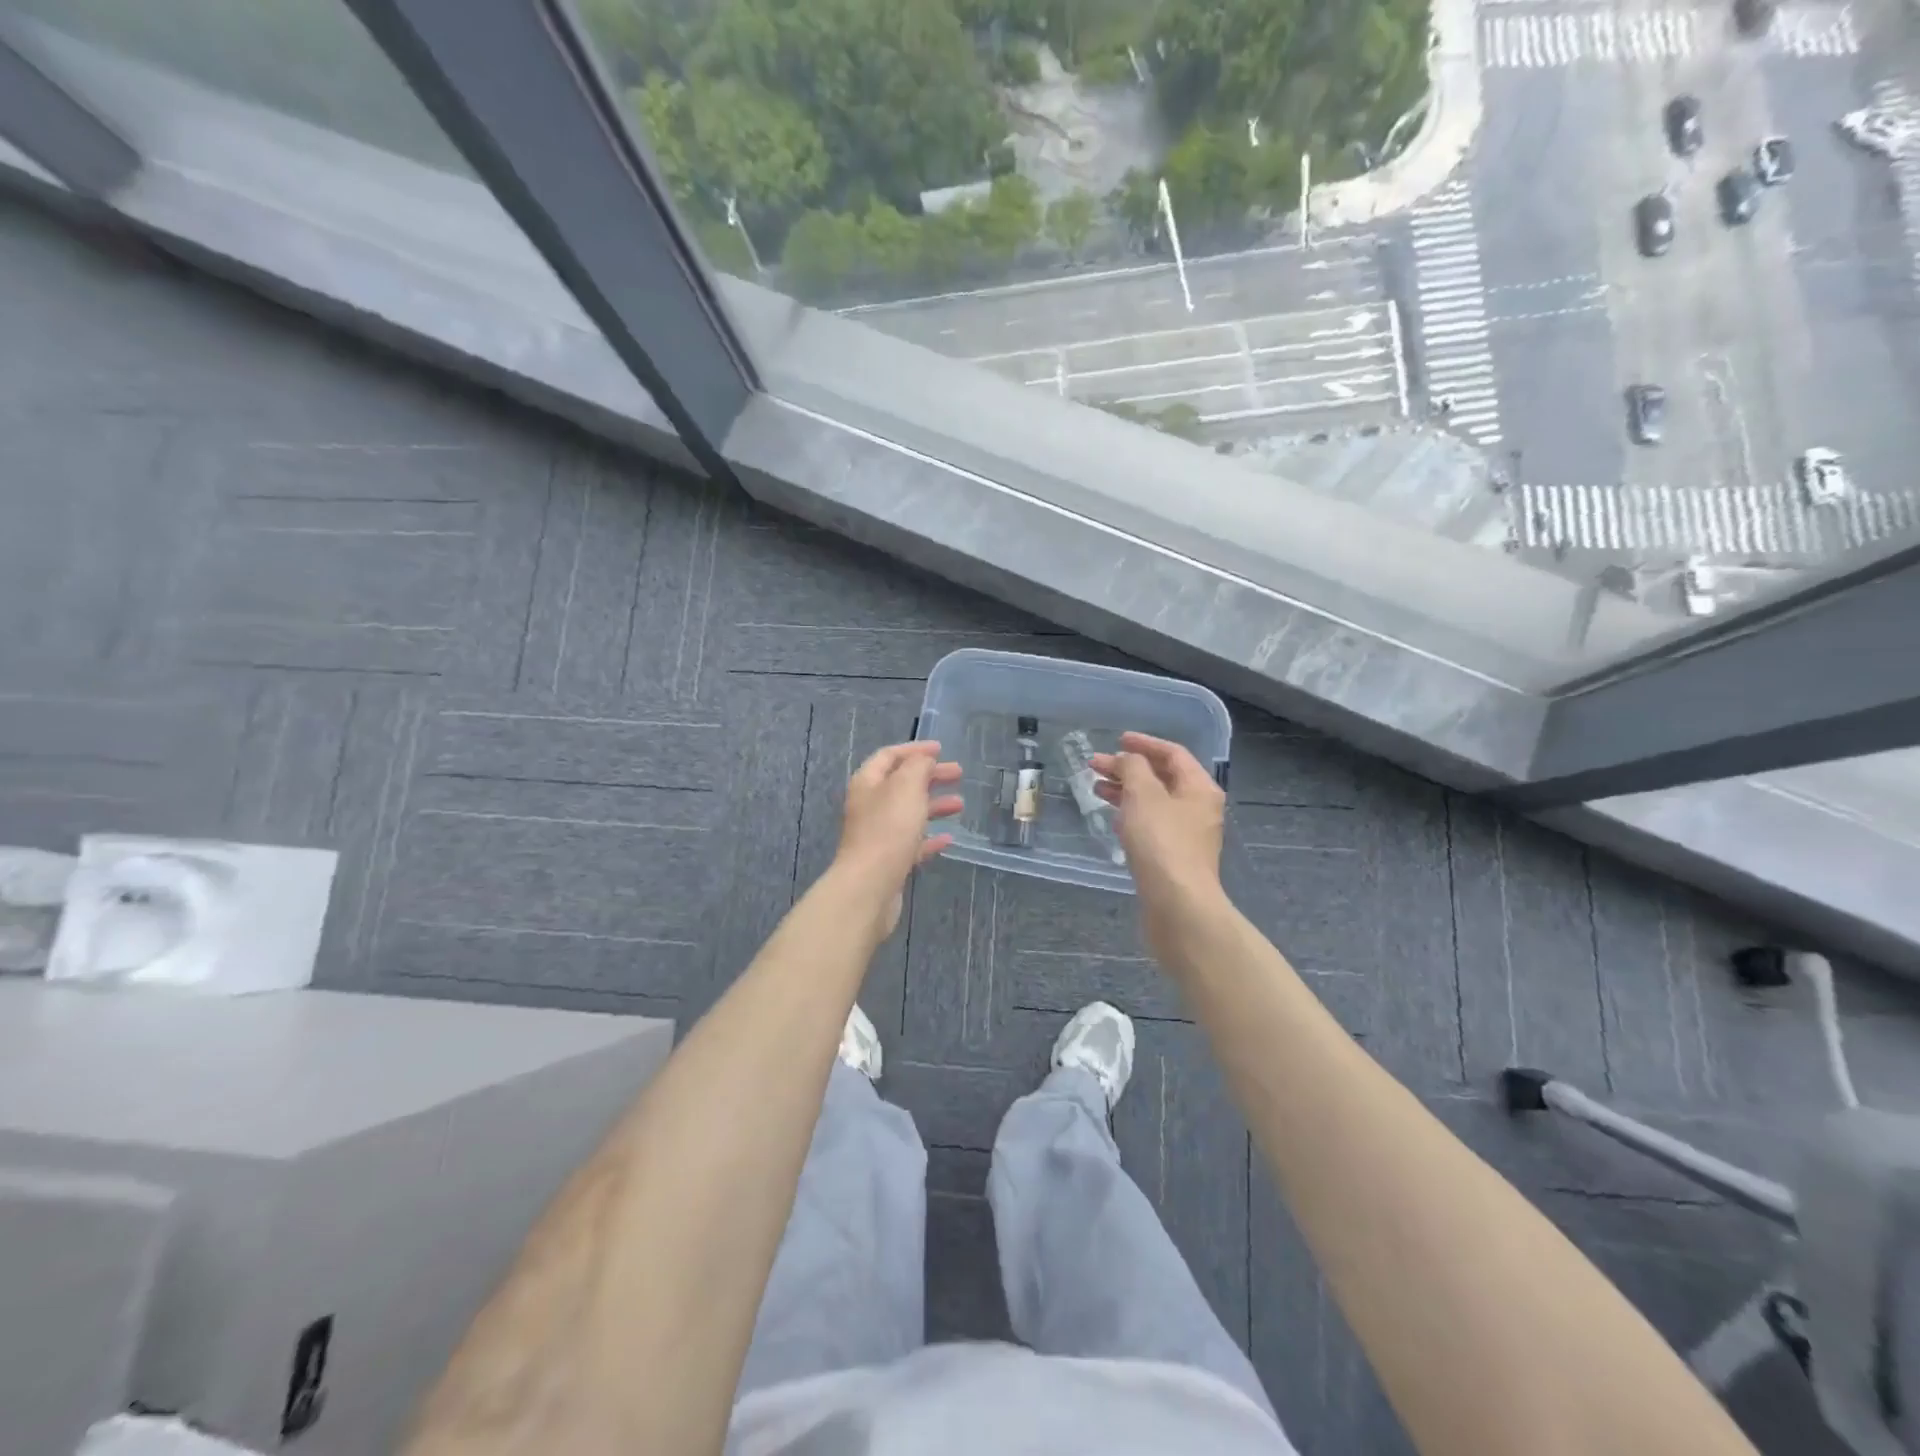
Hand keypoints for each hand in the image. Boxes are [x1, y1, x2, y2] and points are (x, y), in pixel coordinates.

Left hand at [834, 741, 963, 934]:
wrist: (870, 886)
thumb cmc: (888, 829)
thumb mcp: (906, 787)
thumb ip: (917, 767)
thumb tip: (923, 760)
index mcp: (867, 783)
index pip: (889, 756)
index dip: (914, 749)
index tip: (941, 749)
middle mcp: (869, 806)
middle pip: (901, 784)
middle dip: (930, 776)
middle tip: (958, 774)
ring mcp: (877, 834)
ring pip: (908, 813)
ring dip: (934, 806)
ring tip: (960, 805)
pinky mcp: (888, 860)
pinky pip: (912, 842)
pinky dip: (930, 837)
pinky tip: (948, 839)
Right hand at [1091, 733, 1228, 956]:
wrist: (1177, 904)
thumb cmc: (1161, 842)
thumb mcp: (1144, 794)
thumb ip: (1133, 768)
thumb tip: (1127, 761)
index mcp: (1199, 788)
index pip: (1173, 753)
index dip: (1144, 743)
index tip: (1117, 740)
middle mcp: (1198, 808)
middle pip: (1162, 777)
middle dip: (1129, 768)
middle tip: (1096, 765)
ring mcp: (1187, 835)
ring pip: (1154, 802)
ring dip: (1126, 791)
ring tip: (1096, 788)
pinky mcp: (1173, 857)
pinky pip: (1151, 825)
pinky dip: (1131, 814)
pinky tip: (1113, 817)